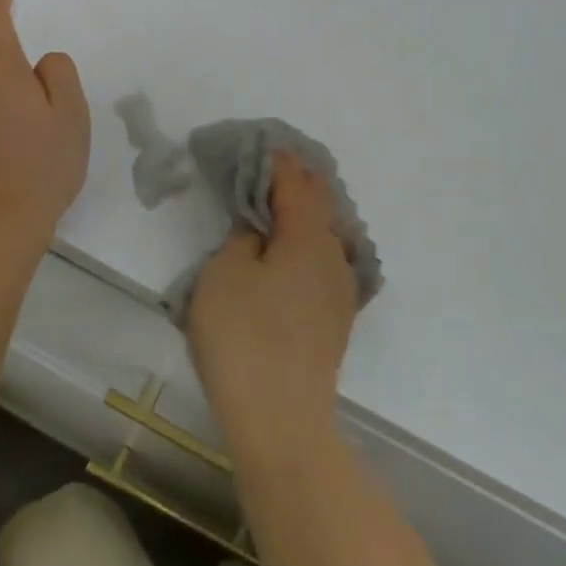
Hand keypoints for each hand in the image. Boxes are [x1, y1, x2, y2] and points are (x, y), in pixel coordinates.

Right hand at [187, 153, 358, 466]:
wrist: (281, 421)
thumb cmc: (244, 338)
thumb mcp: (225, 273)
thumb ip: (243, 238)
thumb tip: (259, 231)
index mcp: (307, 236)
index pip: (294, 183)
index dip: (278, 161)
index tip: (263, 144)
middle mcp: (333, 256)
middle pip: (319, 205)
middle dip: (298, 182)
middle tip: (274, 166)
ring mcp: (340, 291)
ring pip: (326, 235)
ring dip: (307, 213)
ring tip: (286, 202)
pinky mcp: (335, 321)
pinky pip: (324, 263)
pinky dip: (309, 244)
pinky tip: (296, 252)